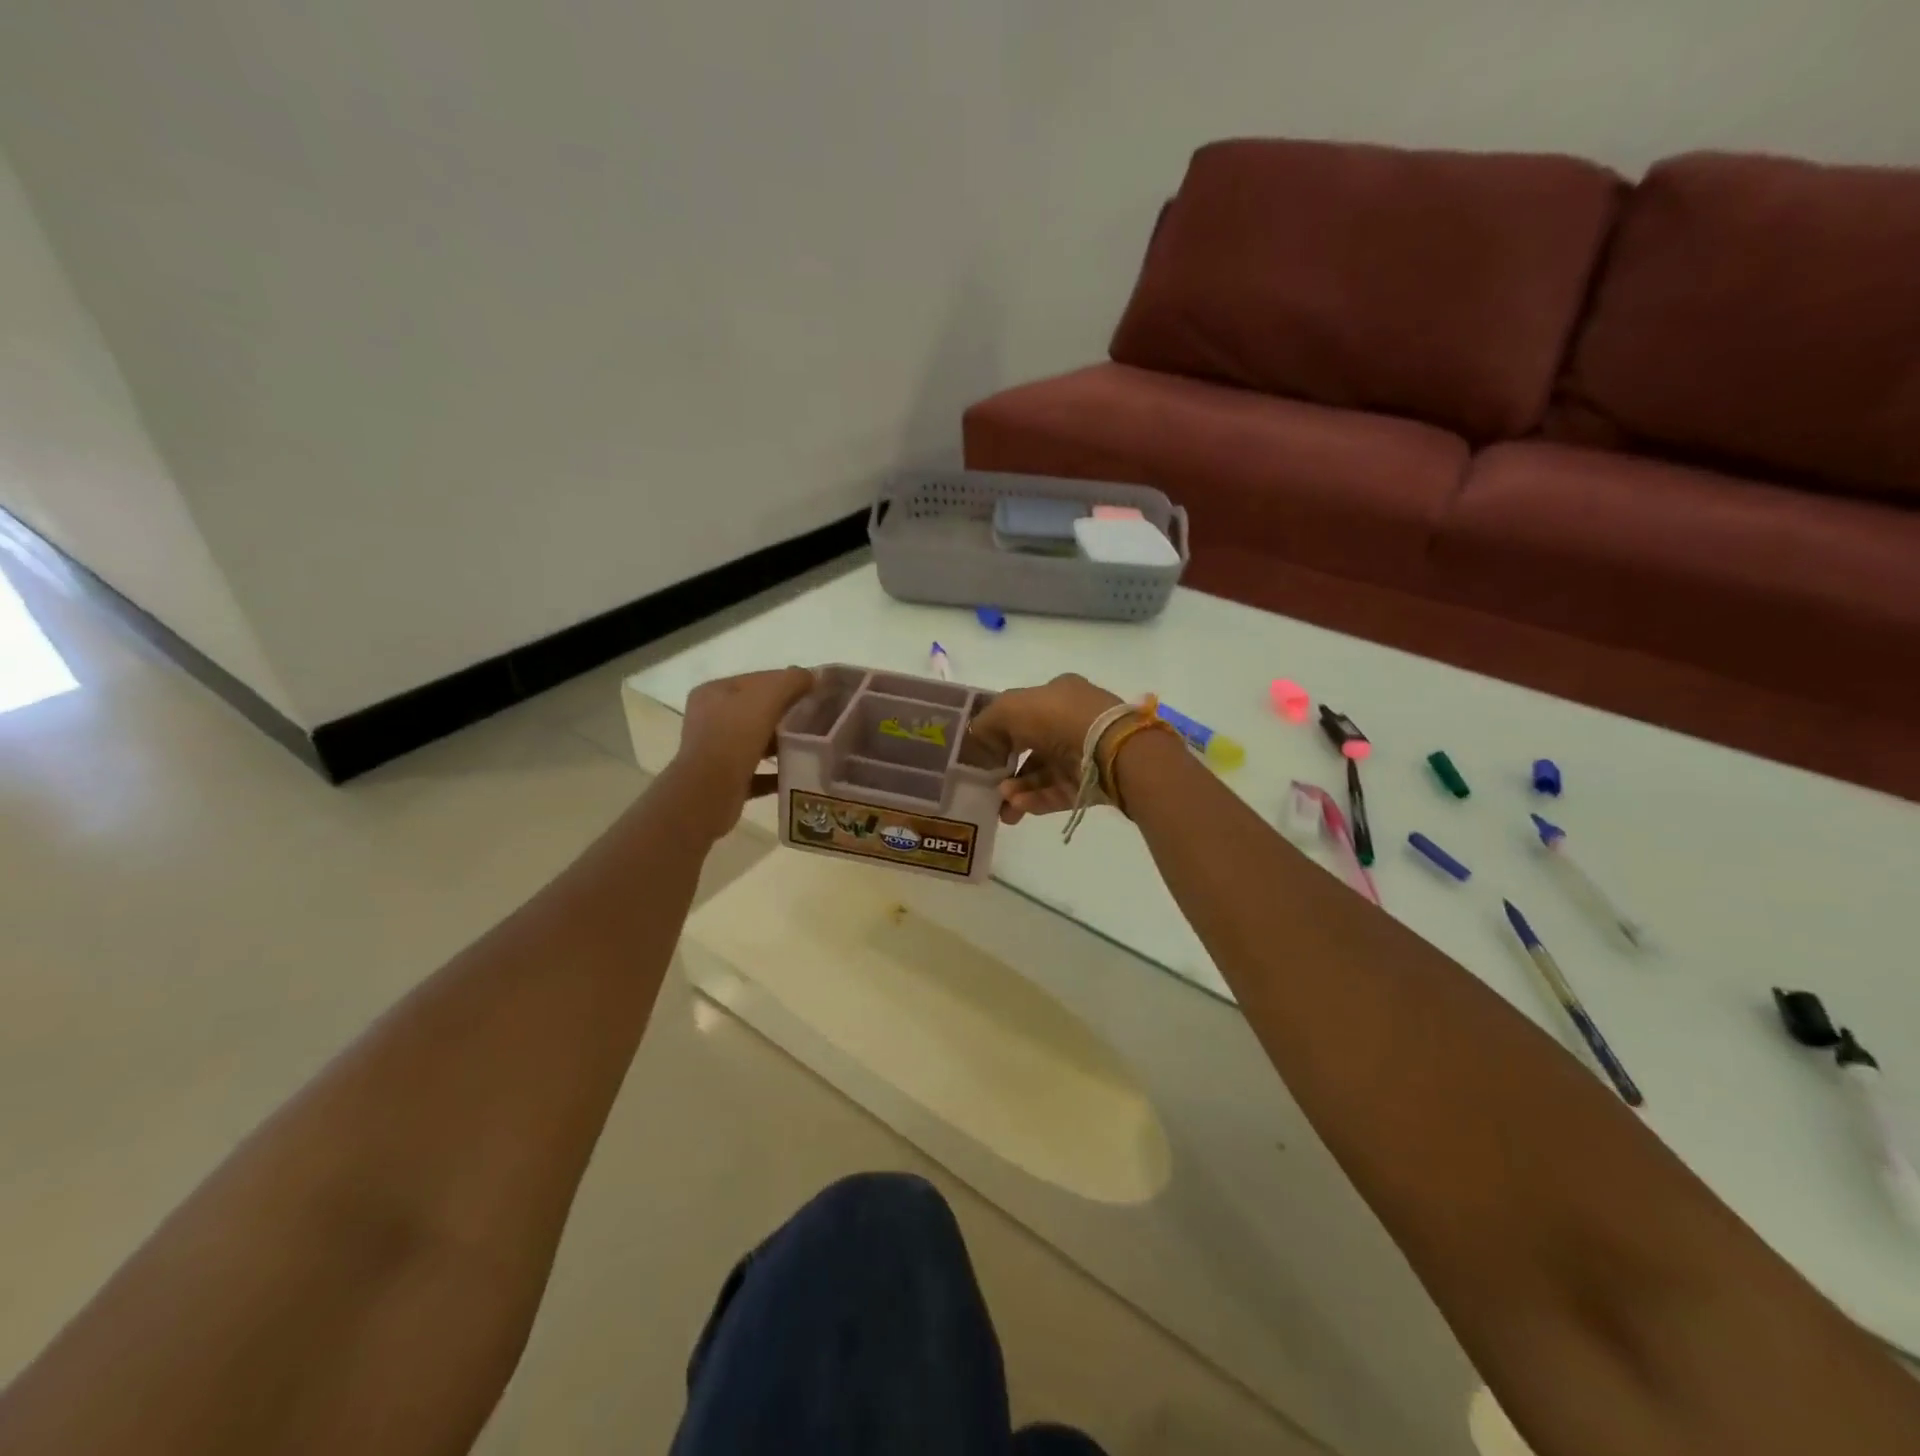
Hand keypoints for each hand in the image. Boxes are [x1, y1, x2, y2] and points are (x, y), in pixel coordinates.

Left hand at [669, 667, 815, 839]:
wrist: (708, 794)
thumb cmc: (733, 737)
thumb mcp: (766, 698)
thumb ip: (791, 681)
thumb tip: (813, 676)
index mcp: (714, 693)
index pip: (757, 680)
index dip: (788, 682)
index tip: (817, 692)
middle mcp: (710, 719)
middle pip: (757, 710)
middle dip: (787, 713)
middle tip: (820, 718)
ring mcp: (715, 751)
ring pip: (757, 741)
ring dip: (783, 743)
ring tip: (813, 744)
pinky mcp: (724, 780)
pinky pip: (757, 772)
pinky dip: (777, 772)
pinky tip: (799, 773)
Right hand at [965, 674, 1123, 823]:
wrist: (1107, 747)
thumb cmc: (1056, 717)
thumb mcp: (1009, 707)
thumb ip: (986, 722)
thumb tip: (977, 740)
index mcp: (1057, 695)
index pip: (1022, 713)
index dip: (999, 732)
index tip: (981, 753)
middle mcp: (1070, 721)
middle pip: (1030, 748)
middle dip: (1006, 768)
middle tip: (988, 785)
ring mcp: (1082, 753)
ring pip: (1042, 774)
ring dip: (1018, 787)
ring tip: (1004, 801)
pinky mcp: (1090, 783)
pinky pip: (1056, 793)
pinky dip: (1035, 800)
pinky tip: (1017, 806)